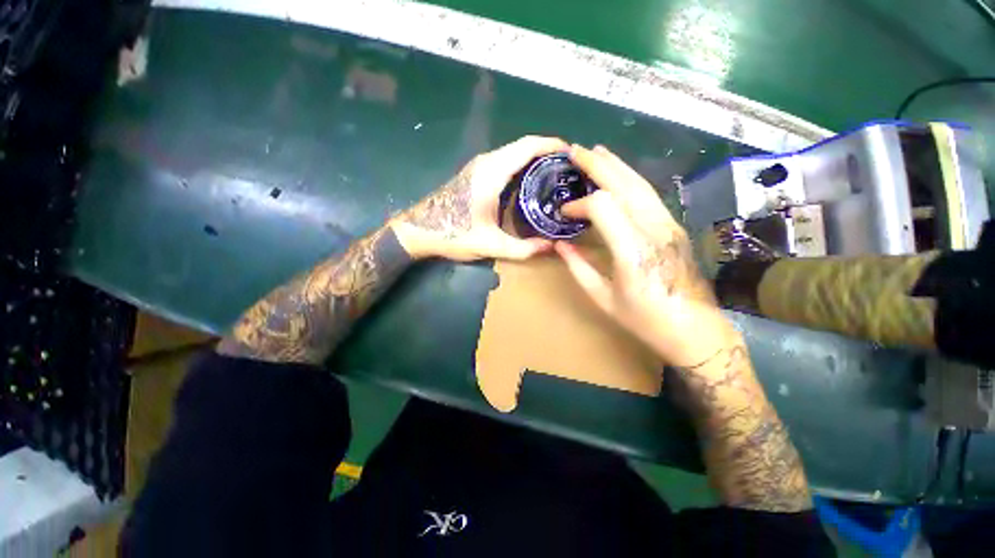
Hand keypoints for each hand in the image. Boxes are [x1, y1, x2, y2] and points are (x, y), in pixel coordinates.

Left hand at [390, 136, 567, 261]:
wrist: (419, 230)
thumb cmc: (453, 234)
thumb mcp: (491, 245)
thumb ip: (523, 249)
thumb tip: (551, 247)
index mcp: (493, 173)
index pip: (528, 146)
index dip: (552, 145)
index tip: (573, 154)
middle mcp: (487, 163)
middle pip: (523, 146)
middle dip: (548, 152)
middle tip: (568, 169)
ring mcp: (479, 167)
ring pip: (514, 153)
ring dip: (535, 158)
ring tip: (555, 175)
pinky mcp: (475, 174)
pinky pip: (505, 162)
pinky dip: (522, 166)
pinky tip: (531, 183)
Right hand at [553, 145, 739, 367]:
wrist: (697, 331)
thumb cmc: (646, 320)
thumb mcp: (603, 299)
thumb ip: (578, 267)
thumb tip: (559, 244)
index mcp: (633, 251)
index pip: (602, 206)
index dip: (579, 205)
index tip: (564, 215)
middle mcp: (654, 230)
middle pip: (624, 184)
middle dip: (597, 165)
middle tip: (575, 151)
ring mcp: (669, 225)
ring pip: (640, 184)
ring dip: (616, 165)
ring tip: (596, 152)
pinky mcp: (674, 227)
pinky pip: (649, 195)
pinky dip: (630, 179)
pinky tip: (619, 175)